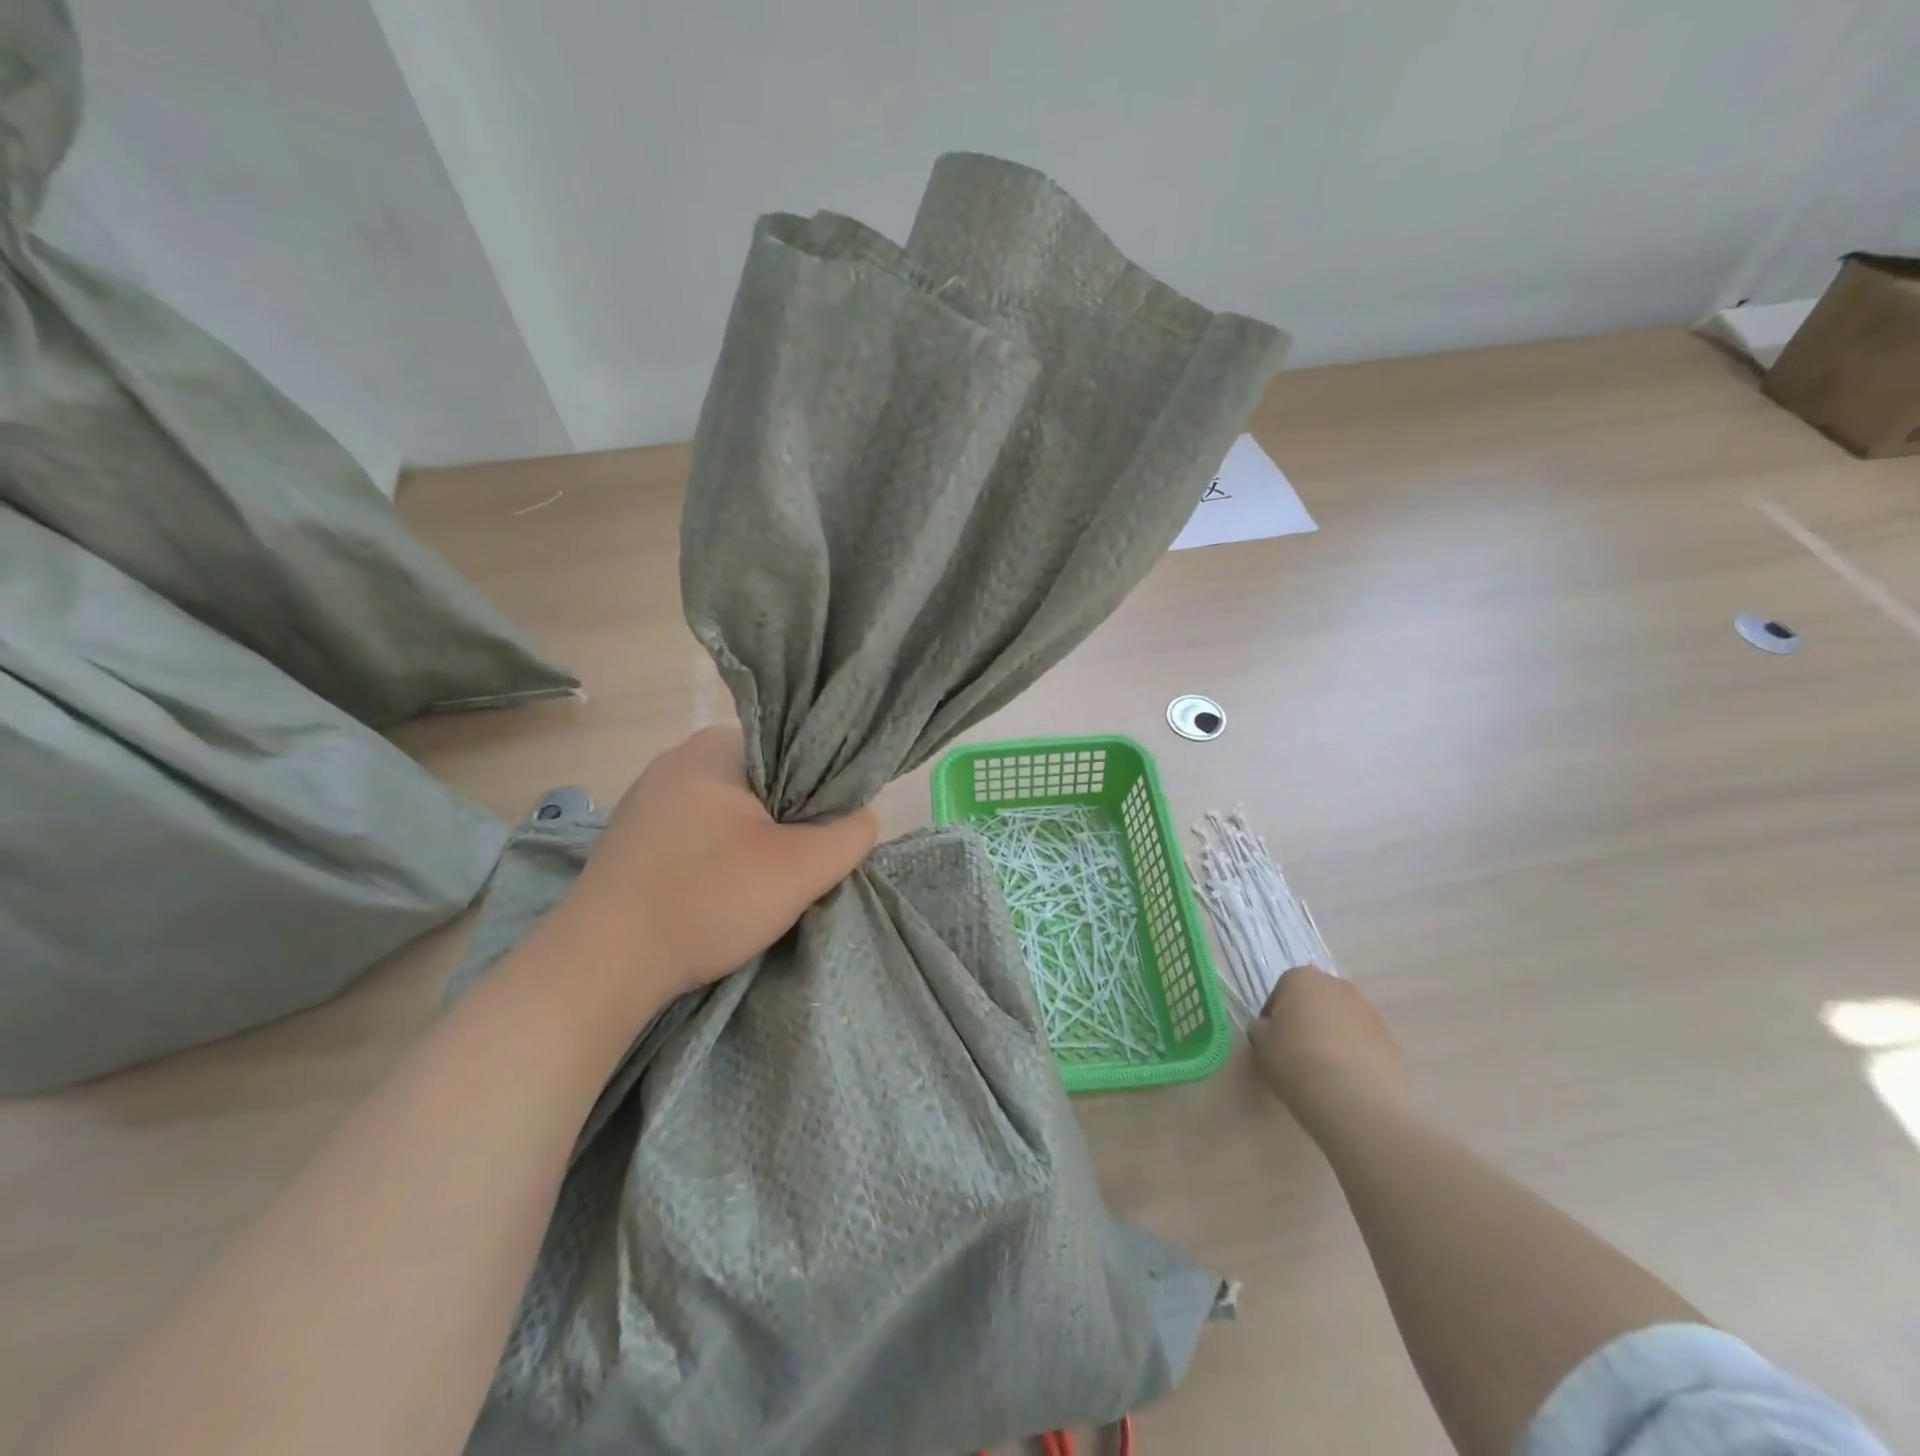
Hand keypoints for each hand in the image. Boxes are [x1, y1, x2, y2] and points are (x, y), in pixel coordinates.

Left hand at [560, 727, 878, 999]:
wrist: (600, 966)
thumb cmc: (706, 900)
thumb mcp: (800, 869)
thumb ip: (849, 835)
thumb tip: (863, 818)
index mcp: (716, 745)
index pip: (796, 750)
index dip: (824, 792)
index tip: (830, 834)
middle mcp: (678, 758)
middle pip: (765, 782)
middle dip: (790, 821)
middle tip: (803, 865)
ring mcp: (648, 798)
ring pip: (732, 811)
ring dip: (756, 843)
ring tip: (764, 885)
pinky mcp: (632, 837)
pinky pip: (698, 833)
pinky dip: (720, 857)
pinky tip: (721, 892)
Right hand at [1250, 967, 1404, 1126]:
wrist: (1352, 1098)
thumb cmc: (1295, 1060)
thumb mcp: (1261, 1043)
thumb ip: (1261, 1028)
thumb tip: (1268, 1028)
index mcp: (1301, 978)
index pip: (1281, 990)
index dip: (1274, 1015)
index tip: (1272, 1039)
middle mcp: (1337, 986)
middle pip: (1316, 999)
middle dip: (1307, 1019)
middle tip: (1296, 1050)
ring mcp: (1369, 1012)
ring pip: (1342, 1019)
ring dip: (1332, 1035)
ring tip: (1323, 1069)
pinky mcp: (1391, 1040)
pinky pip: (1363, 1042)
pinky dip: (1354, 1054)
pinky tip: (1346, 1079)